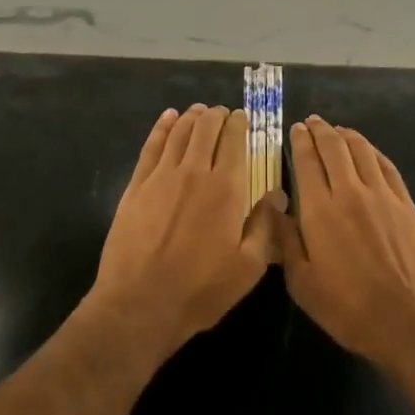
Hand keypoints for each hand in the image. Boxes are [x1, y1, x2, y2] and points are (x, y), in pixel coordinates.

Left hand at [87, 104, 281, 366]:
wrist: (140, 303)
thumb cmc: (200, 290)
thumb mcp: (247, 268)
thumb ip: (265, 226)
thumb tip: (278, 194)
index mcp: (226, 189)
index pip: (235, 142)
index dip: (240, 124)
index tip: (243, 118)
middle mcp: (194, 172)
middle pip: (206, 129)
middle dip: (217, 116)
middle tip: (223, 113)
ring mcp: (161, 176)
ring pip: (179, 132)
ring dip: (192, 117)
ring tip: (199, 110)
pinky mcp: (136, 186)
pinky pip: (152, 146)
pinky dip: (162, 127)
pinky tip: (168, 118)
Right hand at [284, 117, 414, 373]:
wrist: (411, 321)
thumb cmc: (349, 308)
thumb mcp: (302, 284)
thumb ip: (286, 241)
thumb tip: (275, 208)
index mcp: (320, 210)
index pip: (307, 161)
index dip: (300, 141)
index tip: (296, 129)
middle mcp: (350, 192)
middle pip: (334, 148)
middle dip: (321, 130)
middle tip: (313, 122)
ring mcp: (382, 196)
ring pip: (362, 151)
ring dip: (346, 135)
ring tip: (337, 130)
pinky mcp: (406, 204)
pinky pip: (386, 166)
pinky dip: (372, 152)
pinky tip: (367, 151)